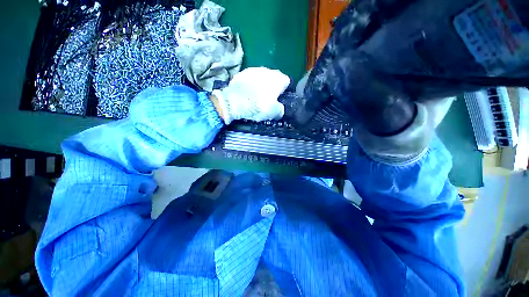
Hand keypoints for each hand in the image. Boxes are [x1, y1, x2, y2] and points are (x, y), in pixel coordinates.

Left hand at [211, 67, 289, 124]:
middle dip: (271, 87)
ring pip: (261, 78)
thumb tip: (280, 109)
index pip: (286, 82)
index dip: (283, 91)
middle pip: (273, 79)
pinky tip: (246, 94)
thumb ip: (280, 110)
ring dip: (260, 85)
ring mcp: (253, 70)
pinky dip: (249, 85)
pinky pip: (249, 80)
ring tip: (255, 97)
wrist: (236, 101)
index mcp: (278, 79)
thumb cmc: (259, 106)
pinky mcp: (241, 73)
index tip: (279, 99)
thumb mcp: (274, 113)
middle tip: (267, 99)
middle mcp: (267, 71)